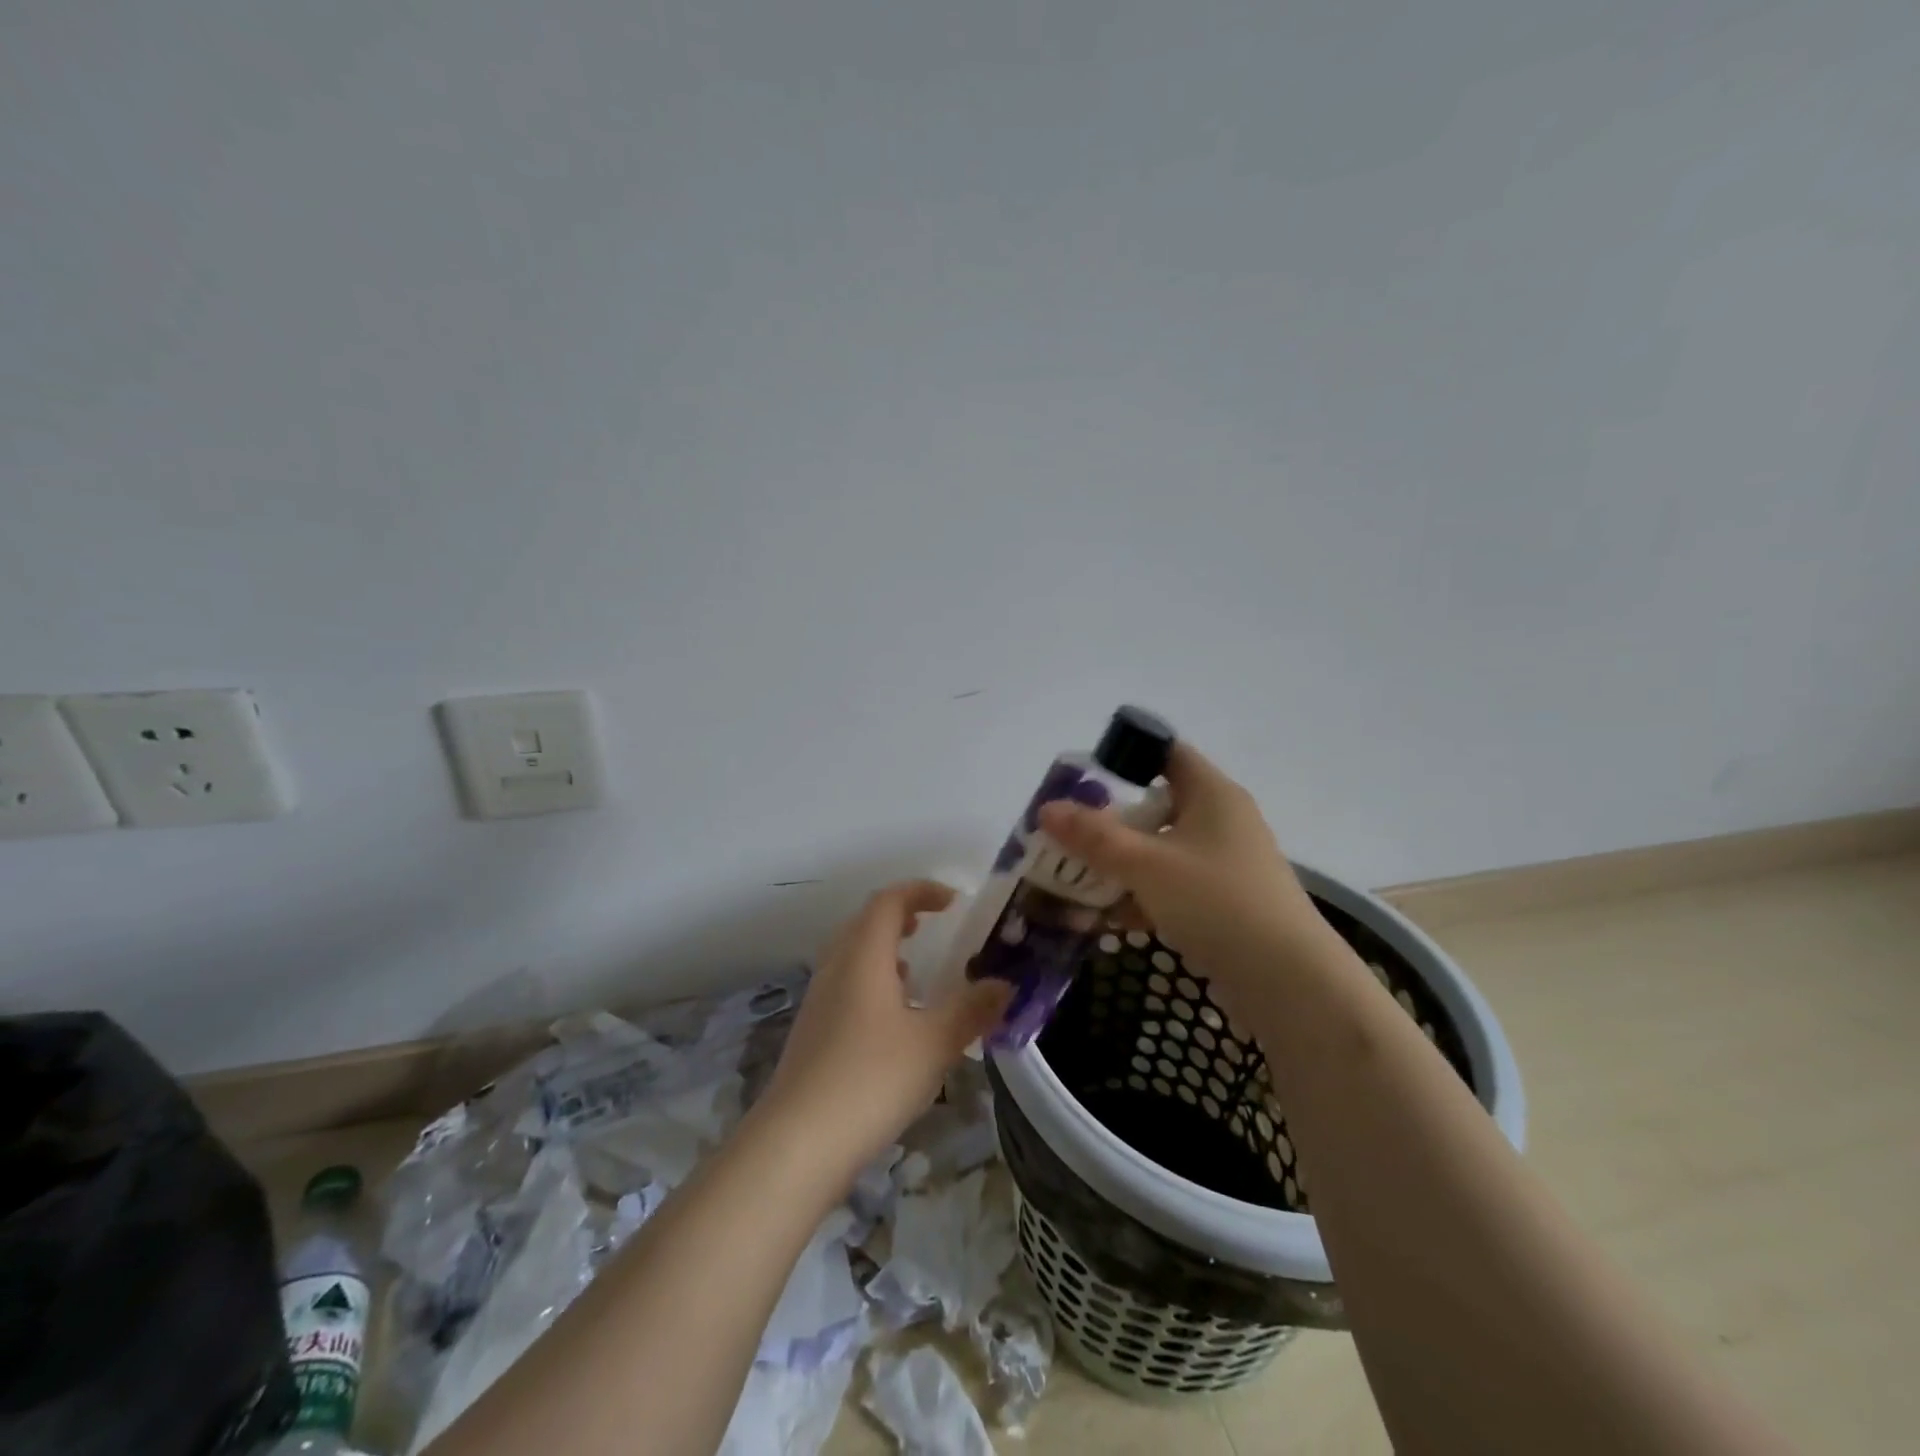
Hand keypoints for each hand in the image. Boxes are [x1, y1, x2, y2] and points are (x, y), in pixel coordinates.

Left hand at [758, 880, 1009, 1177]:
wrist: (797, 1144)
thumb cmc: (871, 1080)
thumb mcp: (934, 1044)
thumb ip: (972, 1010)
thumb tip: (1005, 985)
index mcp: (863, 956)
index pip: (888, 902)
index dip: (921, 891)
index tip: (953, 901)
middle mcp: (836, 968)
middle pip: (865, 923)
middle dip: (901, 915)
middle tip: (932, 925)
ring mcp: (819, 1001)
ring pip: (852, 955)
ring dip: (884, 950)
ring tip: (916, 968)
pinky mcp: (812, 1034)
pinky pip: (846, 986)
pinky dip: (872, 982)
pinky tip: (893, 1019)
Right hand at [1038, 741, 1325, 1008]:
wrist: (1289, 983)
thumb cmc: (1217, 902)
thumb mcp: (1147, 865)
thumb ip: (1094, 837)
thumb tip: (1046, 809)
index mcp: (1213, 794)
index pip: (1167, 753)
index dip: (1126, 757)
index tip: (1084, 778)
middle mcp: (1222, 821)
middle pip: (1158, 805)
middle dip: (1111, 820)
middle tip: (1068, 833)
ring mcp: (1225, 864)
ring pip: (1162, 850)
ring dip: (1122, 863)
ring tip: (1077, 878)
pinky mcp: (1225, 902)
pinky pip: (1173, 886)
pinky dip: (1143, 895)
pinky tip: (1110, 917)